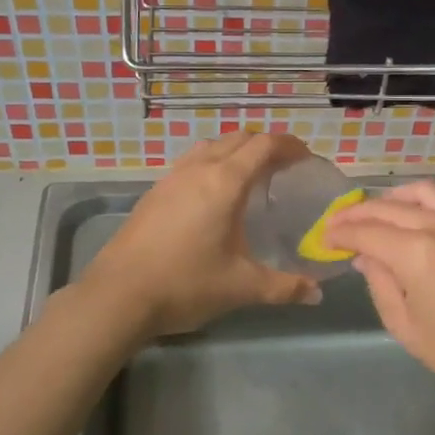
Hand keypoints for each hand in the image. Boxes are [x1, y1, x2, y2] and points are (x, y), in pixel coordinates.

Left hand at [80, 132, 320, 338]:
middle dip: (265, 145)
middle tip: (285, 168)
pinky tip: (213, 196)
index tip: (307, 158)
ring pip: (211, 146)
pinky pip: (191, 162)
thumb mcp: (241, 287)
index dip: (290, 145)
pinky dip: (212, 164)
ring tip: (251, 177)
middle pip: (238, 138)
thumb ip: (284, 287)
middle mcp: (199, 169)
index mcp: (225, 182)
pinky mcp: (154, 192)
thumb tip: (317, 294)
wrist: (118, 295)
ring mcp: (172, 178)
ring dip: (236, 151)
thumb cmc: (186, 284)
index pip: (264, 145)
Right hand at [325, 181, 434, 409]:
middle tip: (338, 225)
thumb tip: (366, 257)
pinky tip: (406, 220)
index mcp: (417, 253)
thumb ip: (380, 284)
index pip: (367, 232)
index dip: (341, 233)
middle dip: (358, 214)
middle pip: (389, 207)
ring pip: (419, 193)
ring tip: (372, 215)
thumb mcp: (406, 326)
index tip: (324, 239)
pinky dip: (417, 204)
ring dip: (390, 199)